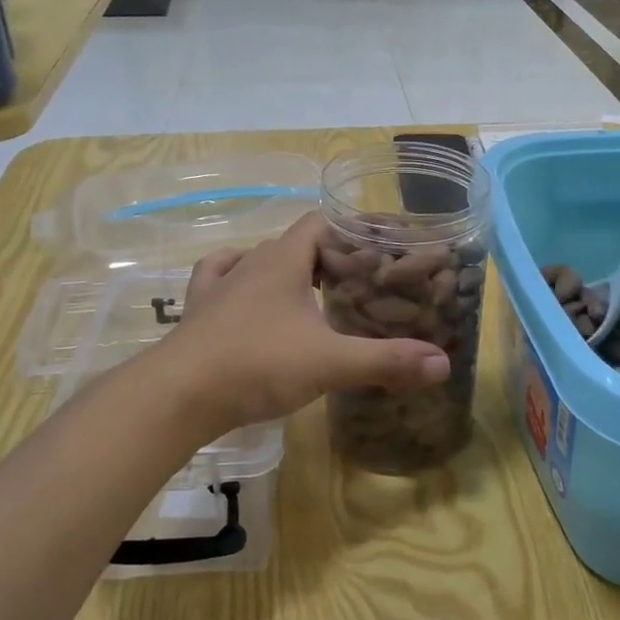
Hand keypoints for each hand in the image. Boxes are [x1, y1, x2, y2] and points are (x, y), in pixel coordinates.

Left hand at [159, 214, 449, 432]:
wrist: (177, 396)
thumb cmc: (257, 364)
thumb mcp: (330, 363)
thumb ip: (387, 361)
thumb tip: (442, 364)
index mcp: (284, 260)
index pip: (322, 222)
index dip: (353, 229)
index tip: (382, 248)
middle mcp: (251, 263)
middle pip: (296, 243)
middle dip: (330, 256)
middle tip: (362, 280)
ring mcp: (219, 287)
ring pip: (259, 260)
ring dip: (288, 268)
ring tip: (314, 289)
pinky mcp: (198, 313)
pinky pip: (219, 280)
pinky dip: (238, 280)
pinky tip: (247, 292)